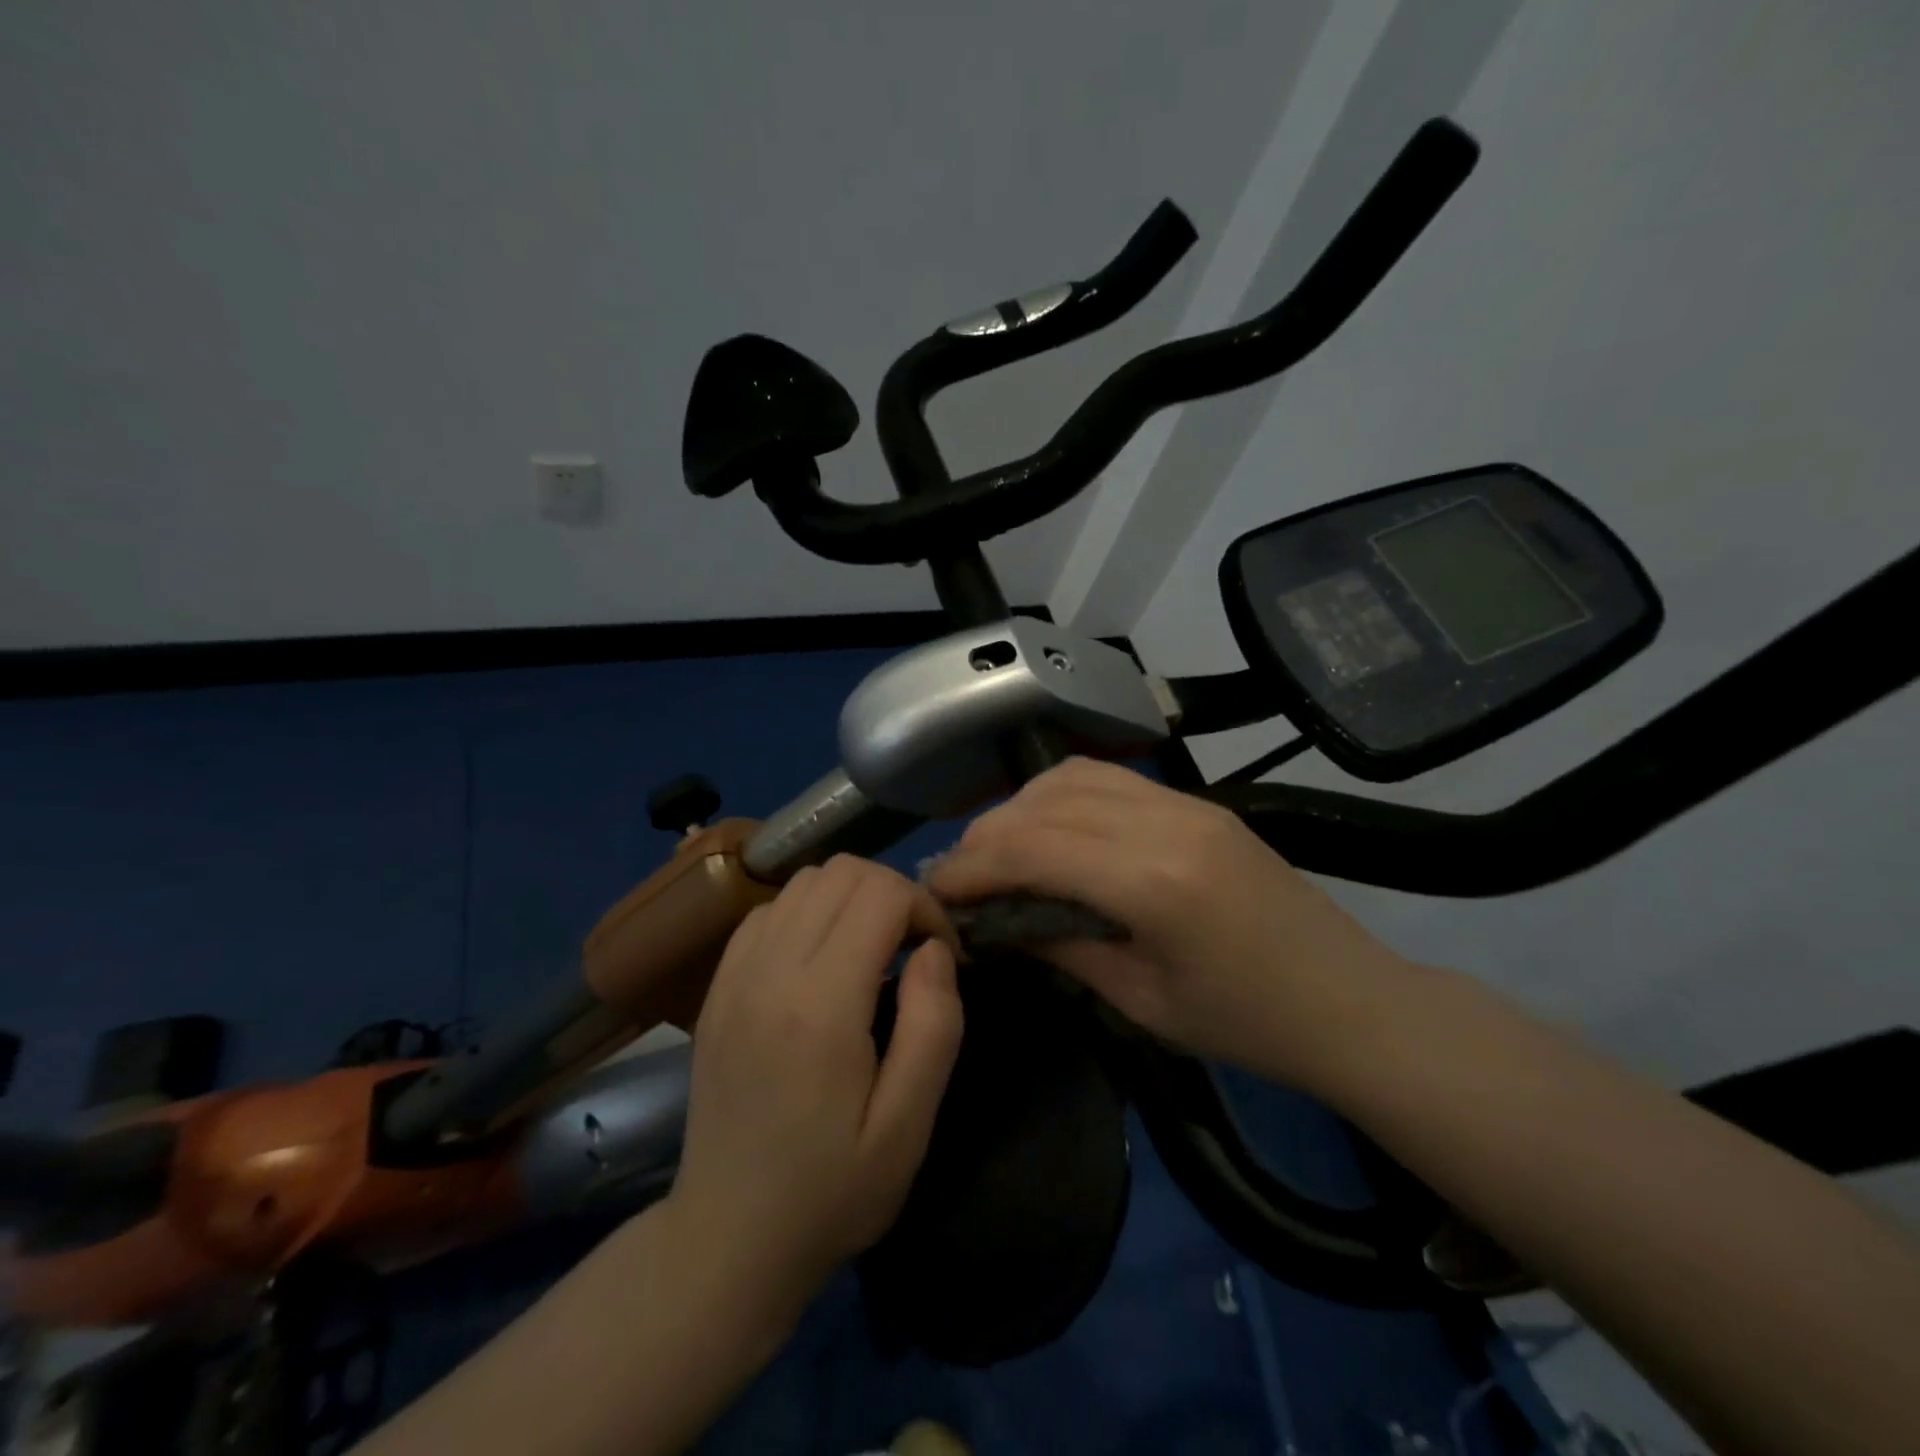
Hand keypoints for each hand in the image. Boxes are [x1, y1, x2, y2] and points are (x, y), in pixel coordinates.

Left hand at [664, 855, 963, 1331]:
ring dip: (850, 897)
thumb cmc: (831, 1191)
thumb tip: (934, 948)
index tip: (942, 956)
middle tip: (911, 949)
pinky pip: (769, 909)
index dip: (925, 908)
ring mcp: (734, 974)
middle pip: (841, 872)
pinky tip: (822, 959)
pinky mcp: (717, 985)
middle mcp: (769, 972)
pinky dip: (808, 911)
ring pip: (804, 879)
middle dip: (893, 893)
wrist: (728, 1237)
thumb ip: (933, 1027)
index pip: (880, 893)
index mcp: (820, 1007)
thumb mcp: (907, 1128)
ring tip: (870, 949)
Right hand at [927, 758, 1409, 1090]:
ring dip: (1021, 807)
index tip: (936, 892)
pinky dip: (1061, 797)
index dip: (972, 866)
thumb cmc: (1248, 1025)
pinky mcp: (1197, 802)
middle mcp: (1166, 822)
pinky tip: (1048, 831)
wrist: (1351, 1001)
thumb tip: (995, 921)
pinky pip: (1110, 780)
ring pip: (1074, 778)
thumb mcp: (1142, 1002)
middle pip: (1045, 803)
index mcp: (1154, 882)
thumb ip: (1061, 946)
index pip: (1033, 848)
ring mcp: (1186, 803)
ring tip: (996, 852)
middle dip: (987, 835)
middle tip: (958, 876)